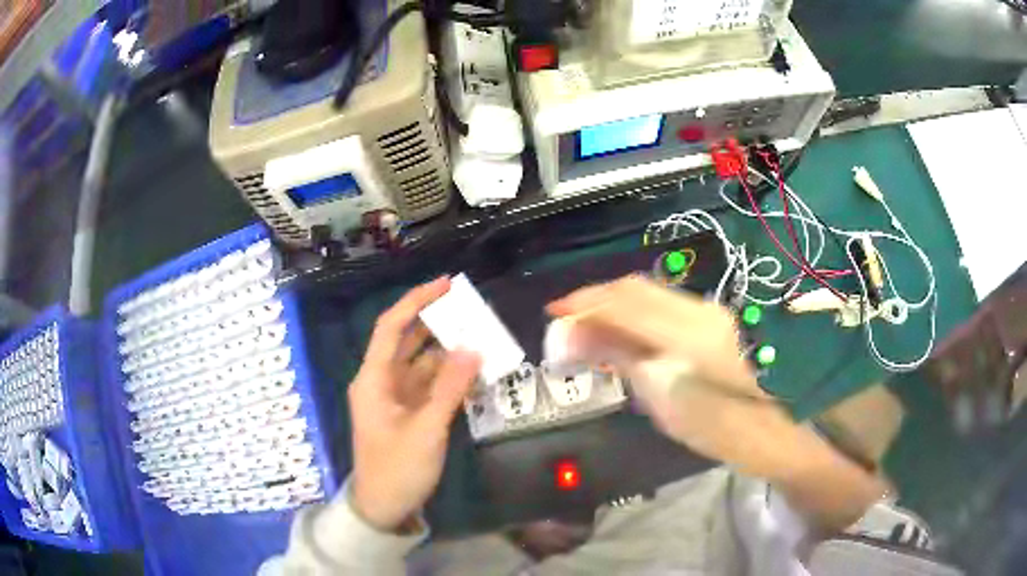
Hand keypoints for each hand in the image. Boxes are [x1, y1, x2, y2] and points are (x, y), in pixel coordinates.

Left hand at [348, 277, 480, 531]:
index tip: (445, 285)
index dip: (416, 301)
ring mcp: (396, 397)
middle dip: (436, 323)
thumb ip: (449, 389)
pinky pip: (430, 385)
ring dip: (447, 351)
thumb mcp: (425, 431)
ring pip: (421, 363)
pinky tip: (474, 371)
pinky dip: (449, 377)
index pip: (391, 327)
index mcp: (373, 379)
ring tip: (480, 337)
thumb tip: (472, 349)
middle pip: (407, 341)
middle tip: (471, 310)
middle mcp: (382, 381)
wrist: (384, 508)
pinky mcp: (408, 411)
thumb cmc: (397, 470)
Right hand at [548, 276, 887, 529]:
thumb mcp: (686, 412)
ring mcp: (722, 318)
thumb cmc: (754, 432)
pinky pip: (675, 317)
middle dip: (598, 305)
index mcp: (696, 332)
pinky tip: (635, 346)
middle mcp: (707, 312)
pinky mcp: (729, 329)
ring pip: (659, 303)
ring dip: (620, 315)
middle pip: (642, 291)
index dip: (588, 301)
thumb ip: (637, 369)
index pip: (630, 299)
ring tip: (593, 339)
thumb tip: (588, 341)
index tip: (554, 312)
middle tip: (568, 330)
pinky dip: (644, 325)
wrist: (815, 430)